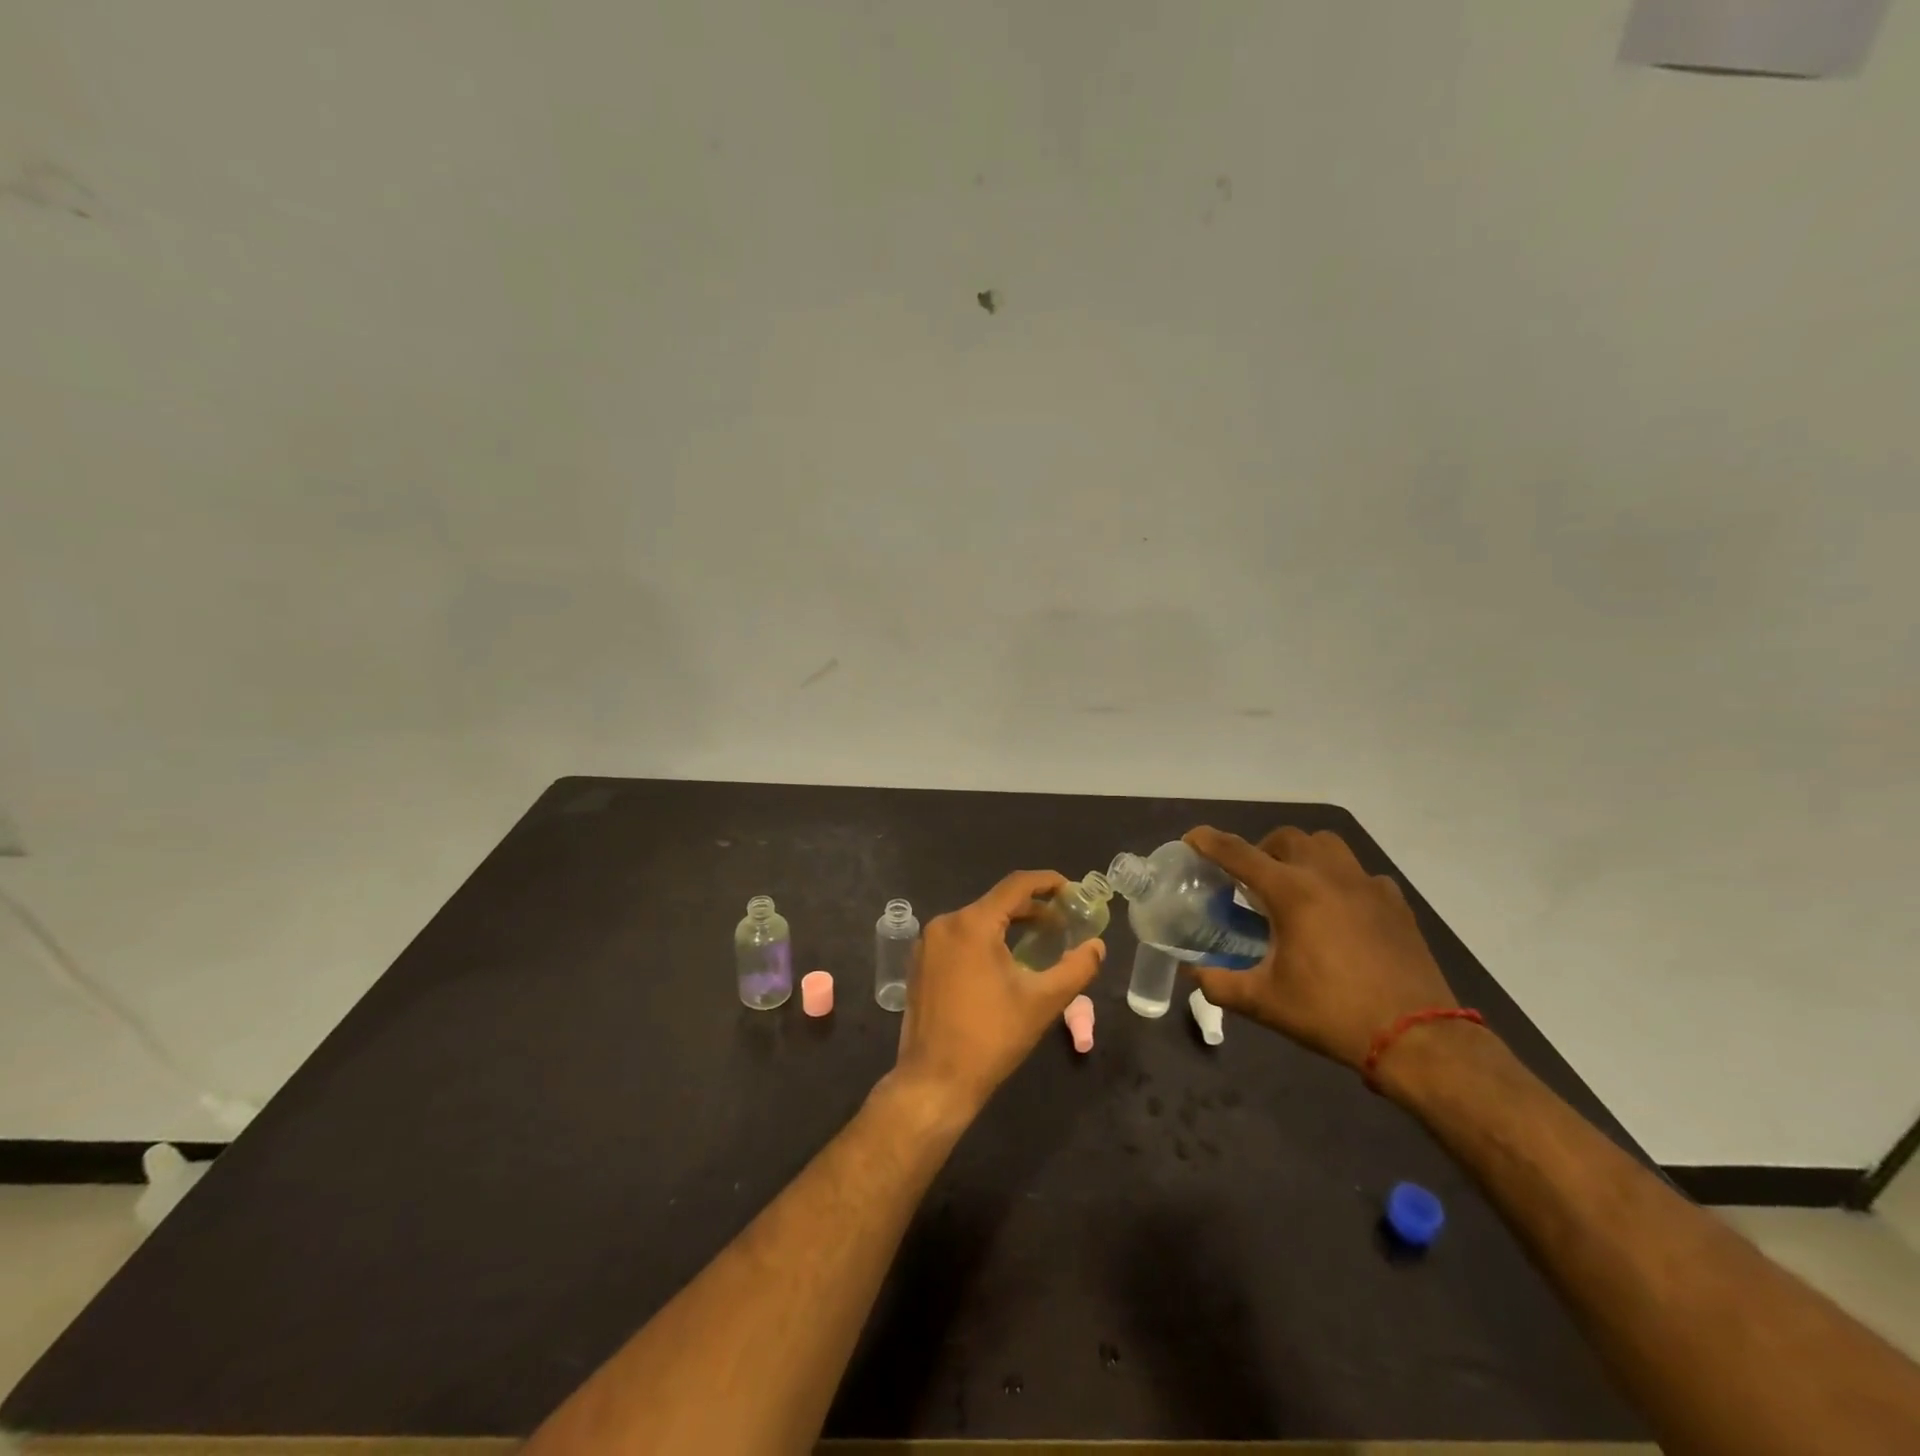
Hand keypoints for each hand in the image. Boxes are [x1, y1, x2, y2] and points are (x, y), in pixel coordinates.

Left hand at [890, 870, 1105, 1118]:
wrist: (934, 1081)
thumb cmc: (991, 1038)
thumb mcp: (1043, 1002)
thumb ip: (1077, 968)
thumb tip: (1098, 946)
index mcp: (972, 924)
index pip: (1016, 885)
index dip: (1047, 882)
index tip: (1072, 890)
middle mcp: (945, 923)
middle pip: (996, 902)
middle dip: (1032, 909)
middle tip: (1064, 922)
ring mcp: (928, 944)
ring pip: (977, 921)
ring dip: (1009, 925)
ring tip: (1039, 941)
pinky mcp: (921, 964)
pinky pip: (959, 938)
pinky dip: (985, 940)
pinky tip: (1004, 961)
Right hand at [1183, 826, 1456, 1072]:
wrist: (1416, 1038)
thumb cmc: (1331, 1013)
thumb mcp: (1264, 1003)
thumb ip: (1219, 983)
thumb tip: (1192, 972)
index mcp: (1291, 892)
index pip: (1238, 853)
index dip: (1208, 841)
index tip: (1191, 839)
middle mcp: (1328, 875)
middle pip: (1286, 838)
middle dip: (1260, 849)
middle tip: (1250, 880)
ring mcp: (1366, 885)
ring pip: (1327, 845)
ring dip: (1302, 855)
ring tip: (1294, 886)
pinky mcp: (1395, 902)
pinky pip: (1360, 874)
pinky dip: (1340, 881)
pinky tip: (1339, 912)